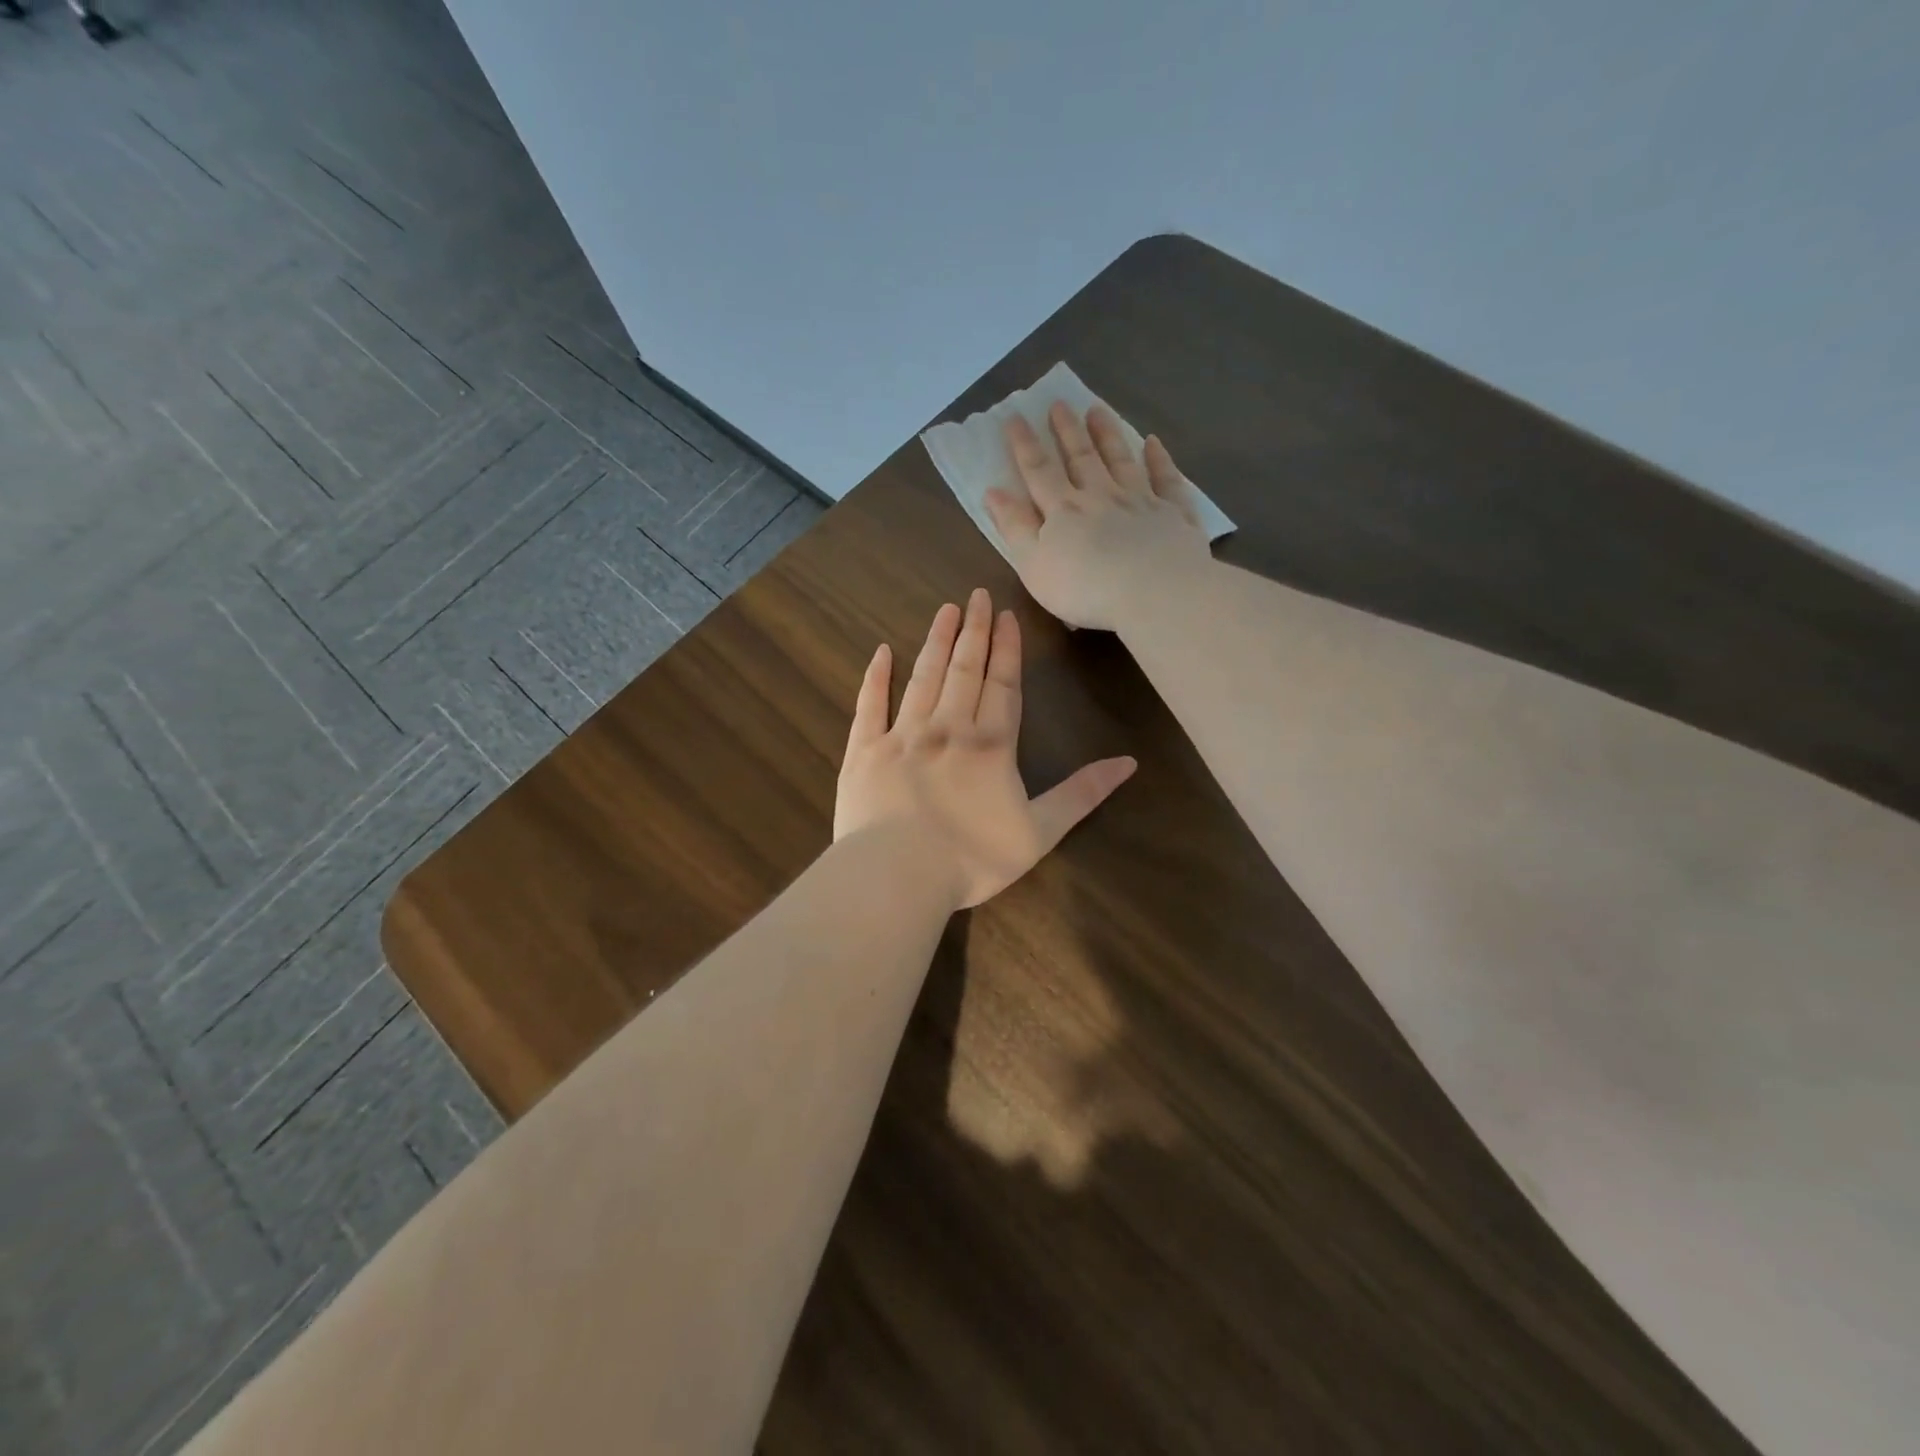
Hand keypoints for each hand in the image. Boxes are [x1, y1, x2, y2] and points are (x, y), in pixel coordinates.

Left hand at [834, 589, 1136, 909]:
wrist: (898, 874)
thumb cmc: (973, 858)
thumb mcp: (1040, 832)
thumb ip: (1082, 794)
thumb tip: (1129, 763)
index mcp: (990, 745)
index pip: (1003, 685)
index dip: (1007, 649)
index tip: (1007, 615)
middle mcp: (947, 728)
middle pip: (964, 670)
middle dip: (974, 631)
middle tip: (976, 595)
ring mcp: (902, 736)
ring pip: (923, 677)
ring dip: (935, 642)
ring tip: (944, 611)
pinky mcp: (864, 751)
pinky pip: (869, 705)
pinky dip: (875, 677)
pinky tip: (881, 652)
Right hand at [984, 402, 1212, 631]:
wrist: (1154, 591)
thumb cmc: (1085, 588)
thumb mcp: (1033, 565)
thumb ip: (1014, 527)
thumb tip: (993, 491)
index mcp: (1063, 510)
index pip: (1038, 471)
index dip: (1024, 444)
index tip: (1015, 416)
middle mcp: (1101, 496)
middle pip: (1081, 458)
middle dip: (1067, 430)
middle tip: (1059, 403)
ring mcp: (1140, 501)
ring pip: (1121, 460)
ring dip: (1108, 434)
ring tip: (1097, 409)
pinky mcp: (1173, 514)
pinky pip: (1166, 480)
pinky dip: (1159, 459)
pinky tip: (1153, 443)